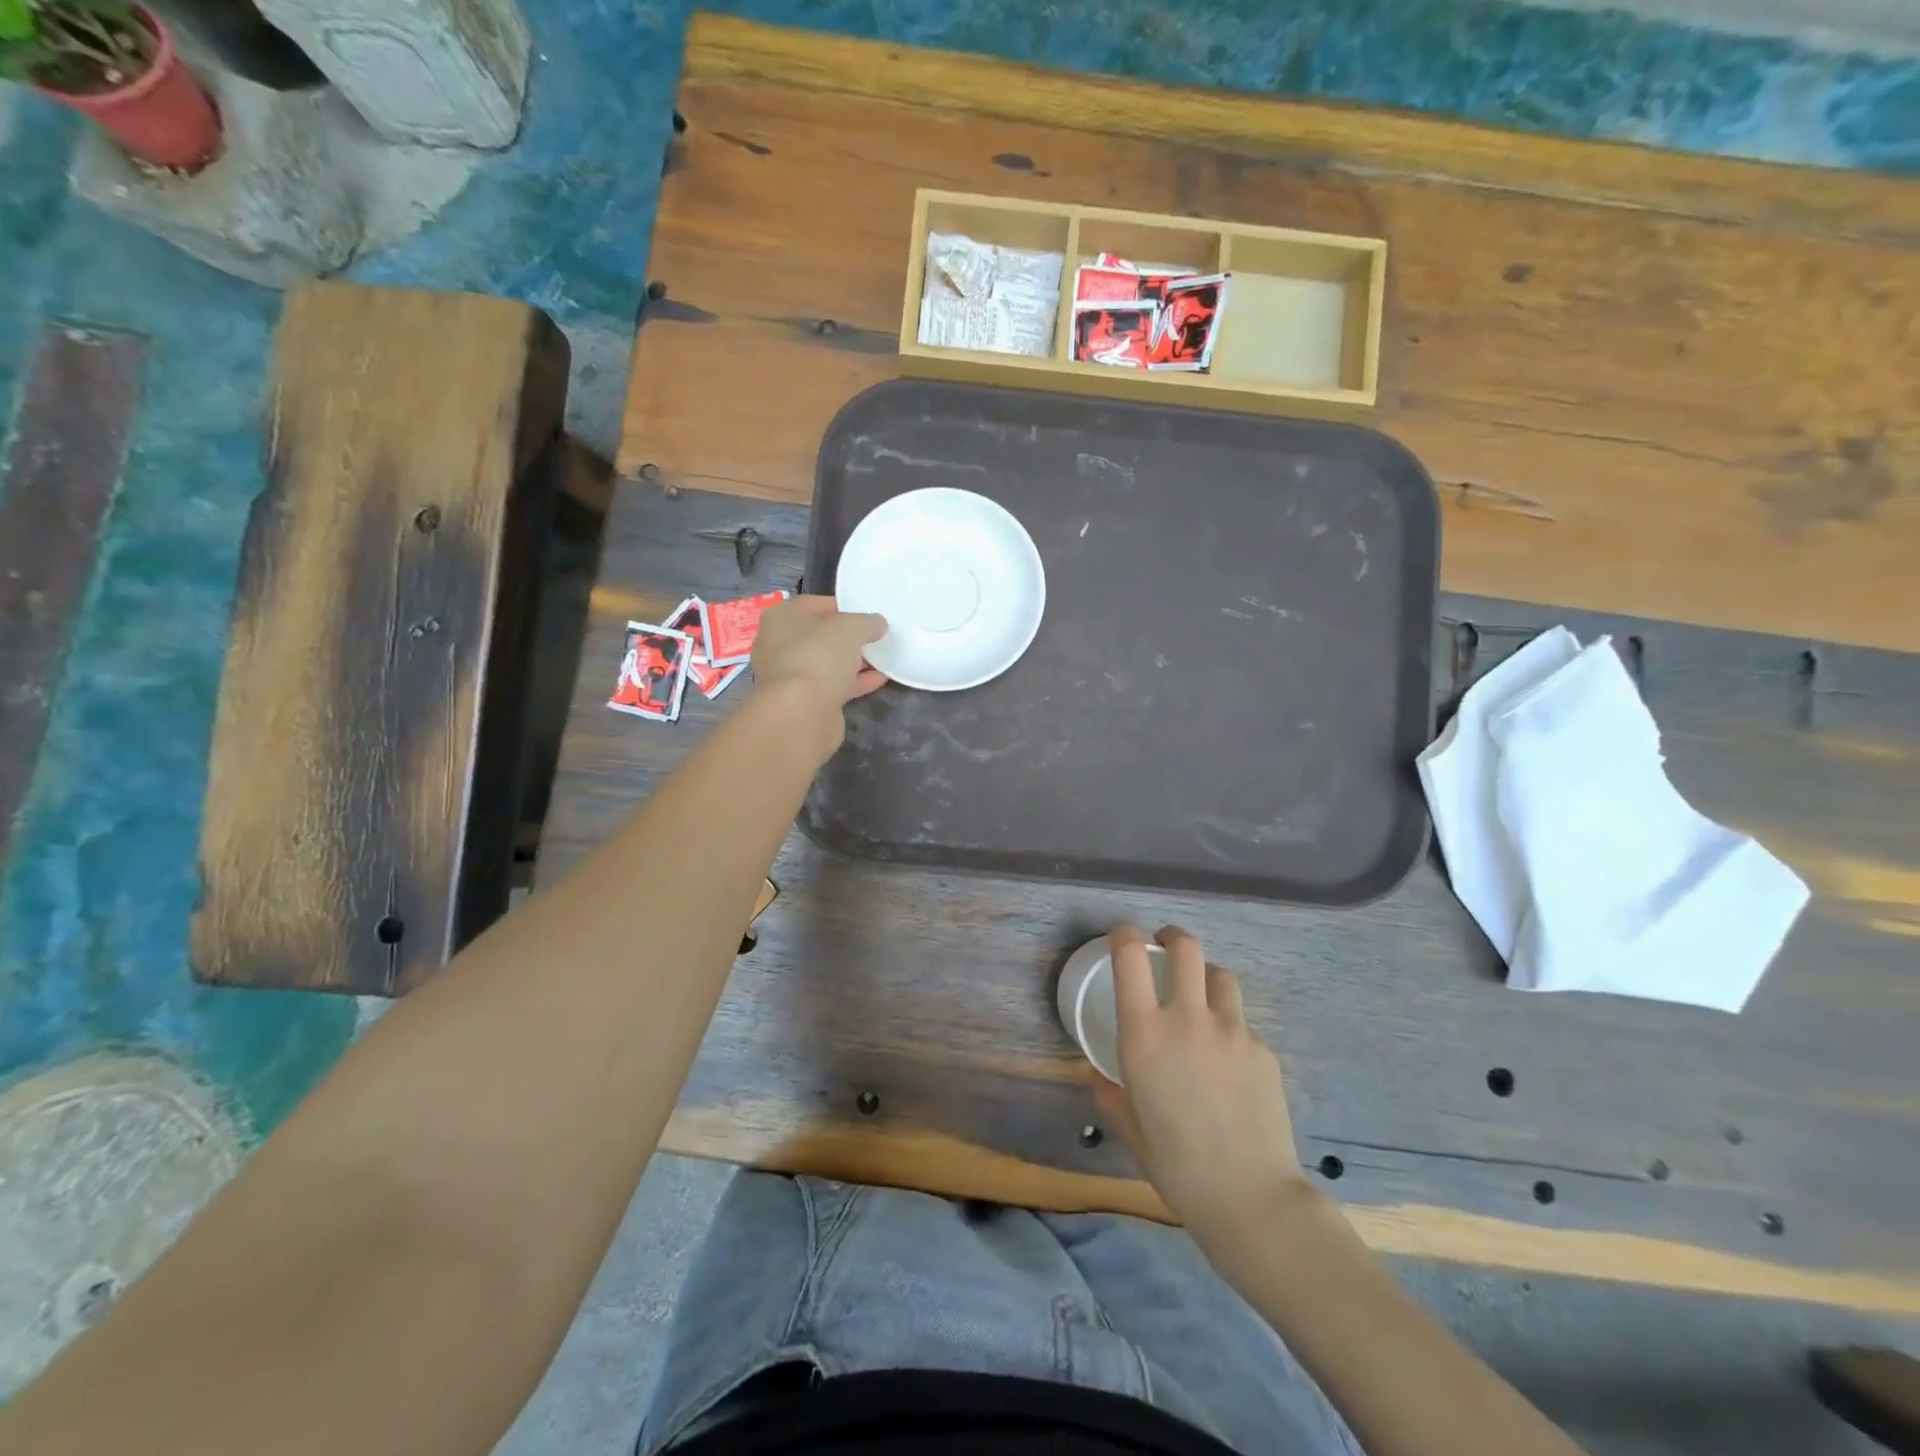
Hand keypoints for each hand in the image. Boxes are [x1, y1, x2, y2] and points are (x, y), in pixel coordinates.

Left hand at [750, 595, 887, 750]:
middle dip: (850, 637)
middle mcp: (779, 643)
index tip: (870, 615)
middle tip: (877, 637)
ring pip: (828, 662)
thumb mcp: (851, 628)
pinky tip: (879, 679)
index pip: (817, 604)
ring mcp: (790, 675)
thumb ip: (868, 622)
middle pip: (822, 635)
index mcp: (782, 617)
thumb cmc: (819, 657)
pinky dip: (855, 681)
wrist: (801, 714)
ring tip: (883, 658)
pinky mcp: (803, 700)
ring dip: (854, 661)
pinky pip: (833, 685)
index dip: (845, 607)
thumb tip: (878, 624)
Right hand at [1095, 924, 1307, 1245]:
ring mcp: (1232, 1030)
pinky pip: (1243, 1023)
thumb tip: (1098, 1076)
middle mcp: (1188, 1018)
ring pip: (1221, 976)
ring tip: (1201, 997)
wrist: (1252, 1199)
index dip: (1124, 935)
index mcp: (1145, 1034)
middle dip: (1172, 938)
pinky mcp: (1264, 1050)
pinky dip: (1230, 1027)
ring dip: (1206, 977)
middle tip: (1166, 948)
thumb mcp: (1131, 1130)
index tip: (1122, 937)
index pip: (1130, 957)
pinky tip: (1229, 1062)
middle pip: (1185, 948)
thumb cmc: (1177, 1167)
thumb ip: (1112, 1094)